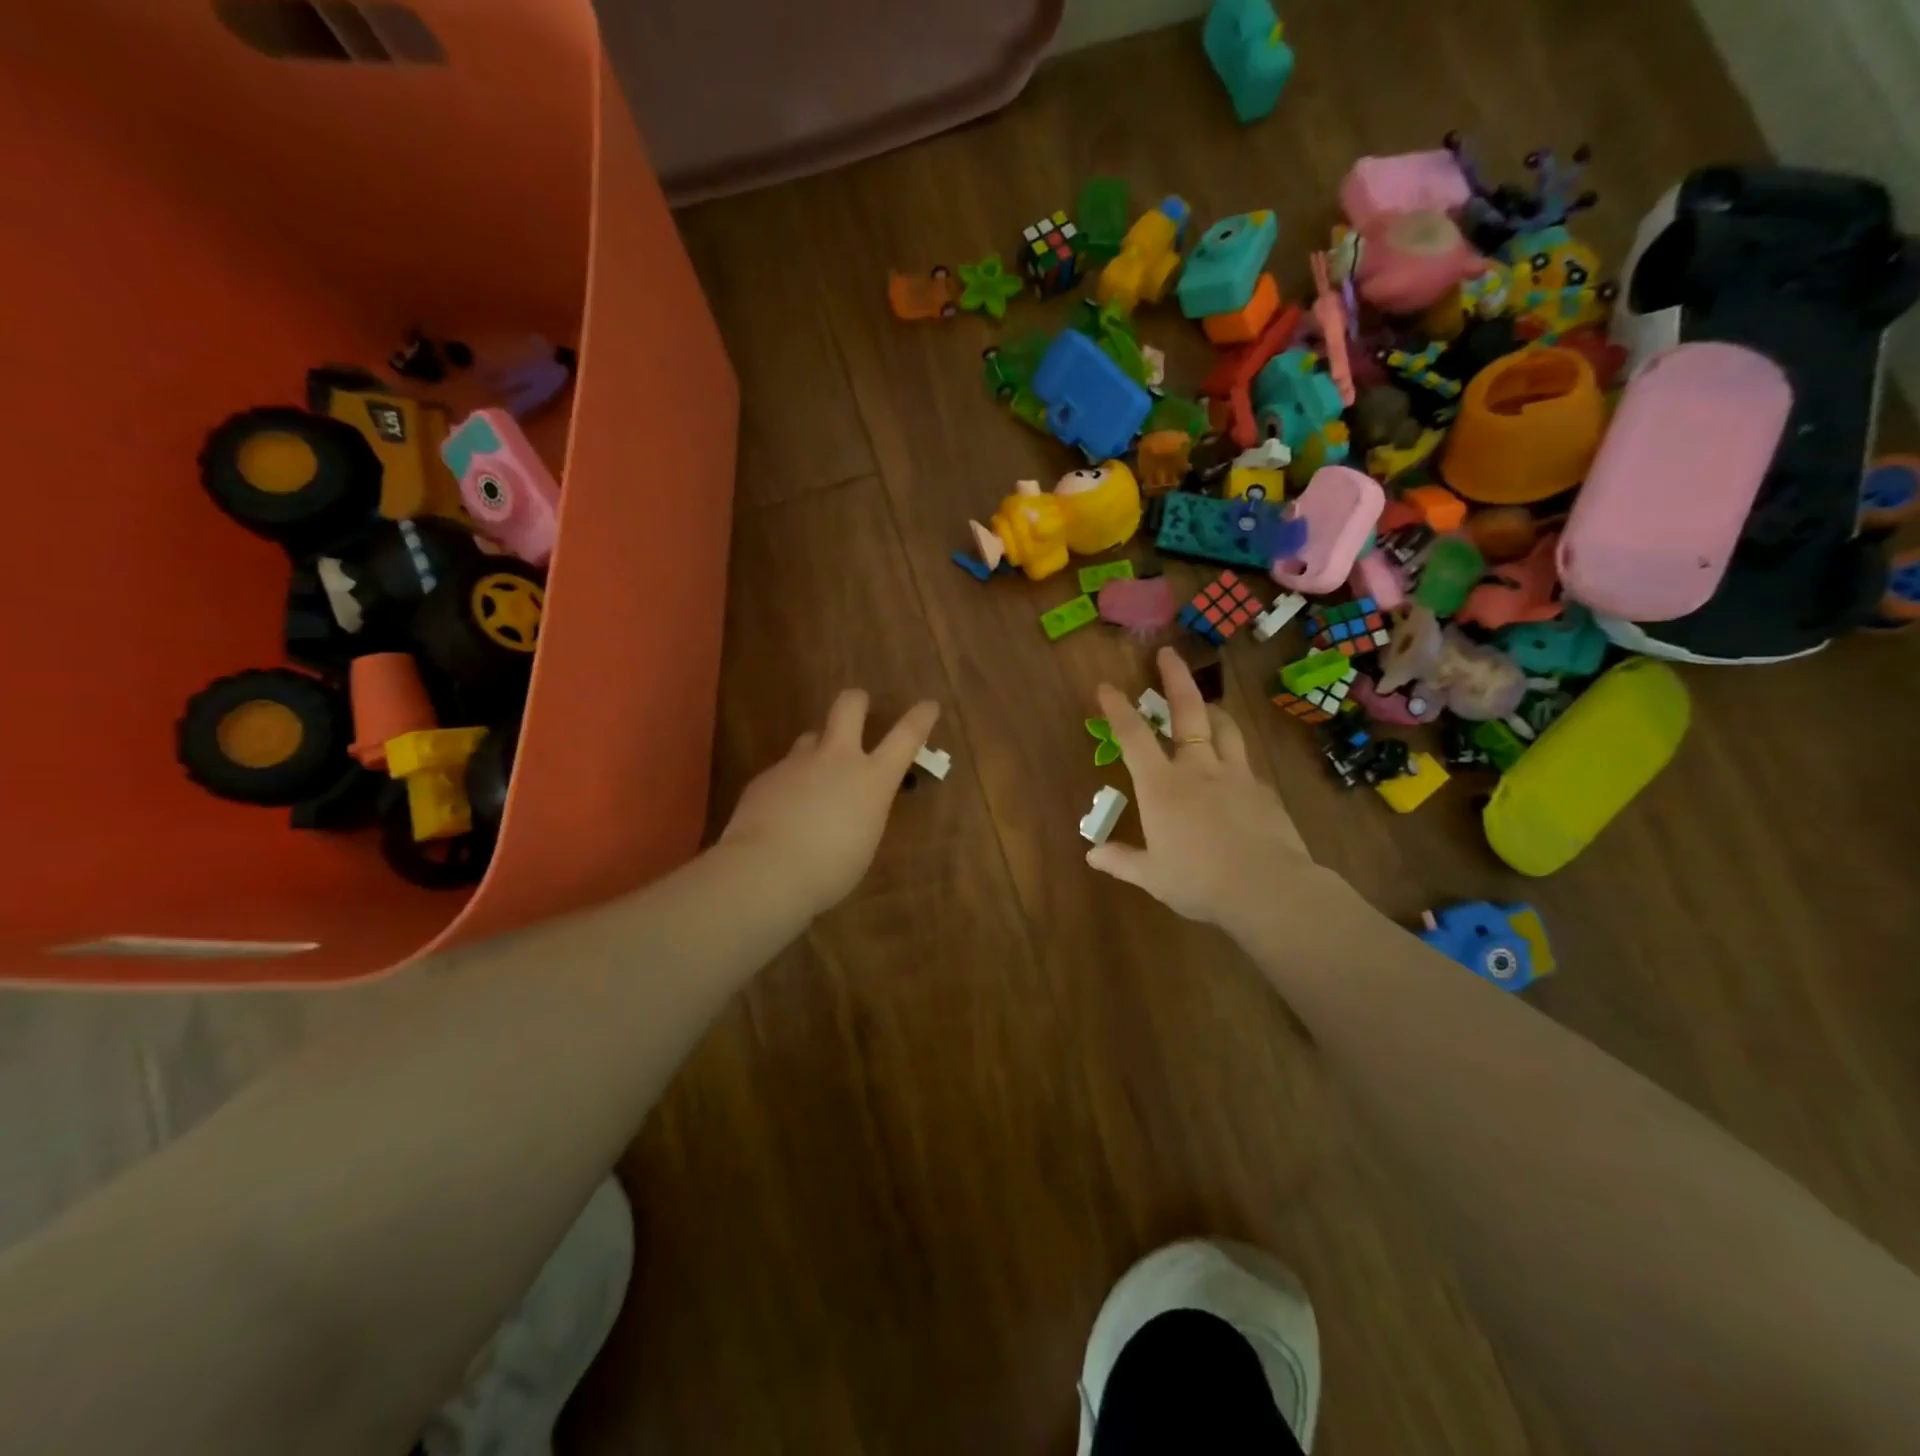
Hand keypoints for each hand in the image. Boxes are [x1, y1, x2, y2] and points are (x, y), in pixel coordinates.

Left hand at [720, 690, 940, 916]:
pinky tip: (780, 813)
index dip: (920, 717)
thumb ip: (862, 812)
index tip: (928, 705)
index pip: (906, 736)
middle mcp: (836, 759)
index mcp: (872, 779)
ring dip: (817, 751)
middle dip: (857, 702)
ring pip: (811, 738)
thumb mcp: (863, 841)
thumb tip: (851, 805)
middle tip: (859, 706)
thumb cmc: (830, 871)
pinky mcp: (765, 777)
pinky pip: (783, 771)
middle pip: (848, 707)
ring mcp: (797, 763)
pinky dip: (788, 785)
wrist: (765, 871)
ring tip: (813, 779)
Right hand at [1086, 648, 1322, 939]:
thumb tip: (1092, 856)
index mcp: (1162, 786)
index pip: (1133, 737)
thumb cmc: (1198, 881)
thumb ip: (1122, 861)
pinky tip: (1234, 771)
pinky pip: (1245, 763)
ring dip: (1212, 710)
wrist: (1267, 889)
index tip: (1106, 686)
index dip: (1118, 708)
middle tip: (1168, 653)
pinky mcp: (1264, 791)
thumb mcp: (1152, 876)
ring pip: (1224, 728)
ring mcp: (1236, 775)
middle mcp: (1198, 769)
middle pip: (1187, 712)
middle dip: (1175, 679)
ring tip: (1207, 706)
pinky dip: (1234, 757)